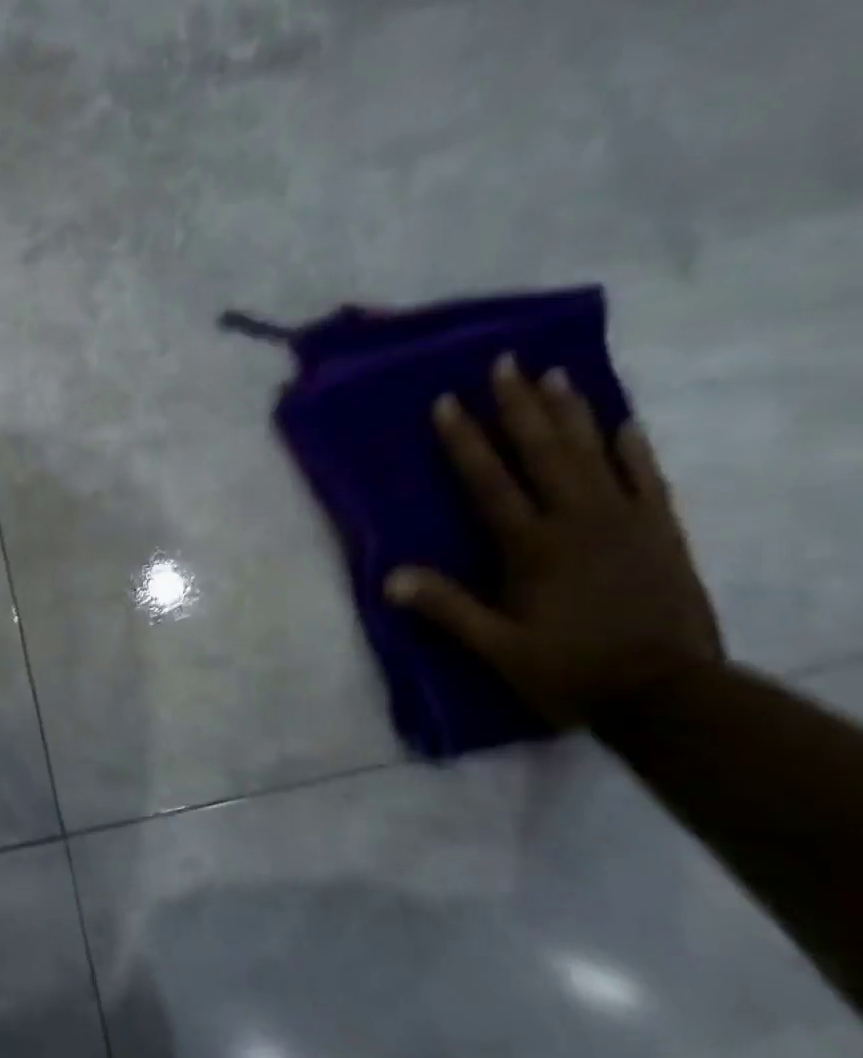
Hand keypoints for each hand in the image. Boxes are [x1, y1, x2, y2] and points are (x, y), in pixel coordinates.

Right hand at [385, 354, 722, 728]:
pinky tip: (625, 423)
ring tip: (556, 375)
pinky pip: (647, 480)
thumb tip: (389, 577)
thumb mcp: (497, 648)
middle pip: (544, 453)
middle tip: (506, 363)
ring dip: (572, 413)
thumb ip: (447, 608)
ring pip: (594, 455)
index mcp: (532, 547)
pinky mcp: (661, 534)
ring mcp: (626, 523)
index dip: (465, 441)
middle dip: (521, 406)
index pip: (490, 482)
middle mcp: (578, 522)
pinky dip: (635, 450)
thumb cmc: (569, 669)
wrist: (669, 694)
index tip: (446, 401)